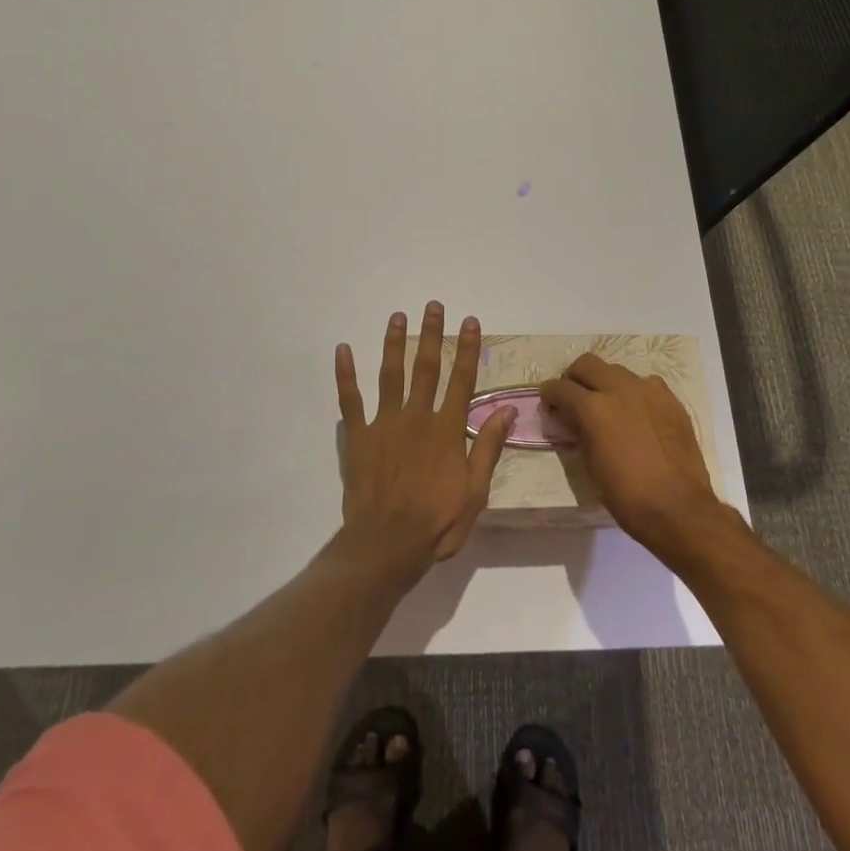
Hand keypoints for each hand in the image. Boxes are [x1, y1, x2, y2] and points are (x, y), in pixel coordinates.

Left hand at [335, 303, 515, 574]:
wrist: (387, 544)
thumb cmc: (437, 521)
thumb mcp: (476, 490)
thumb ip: (488, 447)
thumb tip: (507, 409)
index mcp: (447, 429)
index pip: (461, 380)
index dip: (467, 349)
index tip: (469, 321)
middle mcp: (417, 417)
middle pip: (426, 367)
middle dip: (432, 334)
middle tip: (432, 306)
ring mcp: (385, 424)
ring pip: (390, 374)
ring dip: (394, 343)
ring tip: (397, 317)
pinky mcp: (358, 436)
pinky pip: (350, 400)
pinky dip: (345, 374)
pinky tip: (343, 350)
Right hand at [539, 353, 726, 560]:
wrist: (678, 508)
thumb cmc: (626, 495)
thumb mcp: (590, 465)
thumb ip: (578, 432)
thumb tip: (569, 417)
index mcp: (593, 408)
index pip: (560, 387)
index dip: (550, 395)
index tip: (549, 404)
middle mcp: (619, 388)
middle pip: (587, 364)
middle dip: (574, 378)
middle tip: (574, 398)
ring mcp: (648, 390)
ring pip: (617, 370)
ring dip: (605, 383)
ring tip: (607, 407)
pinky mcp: (670, 399)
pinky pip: (645, 384)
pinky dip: (633, 393)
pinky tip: (637, 415)